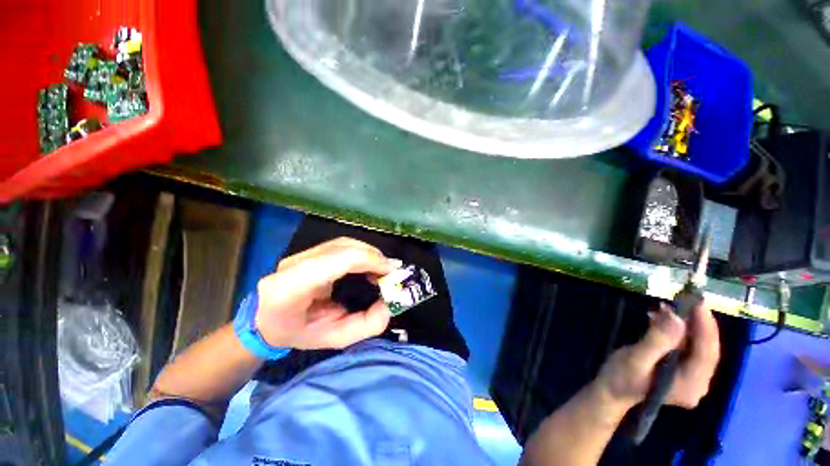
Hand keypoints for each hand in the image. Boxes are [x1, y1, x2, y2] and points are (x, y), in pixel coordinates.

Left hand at [253, 237, 399, 350]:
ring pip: (343, 243)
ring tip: (382, 269)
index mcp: (291, 288)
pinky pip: (341, 245)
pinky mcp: (307, 251)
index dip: (368, 260)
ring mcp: (299, 254)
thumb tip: (389, 302)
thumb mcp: (336, 338)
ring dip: (369, 253)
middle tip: (391, 272)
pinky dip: (361, 252)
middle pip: (342, 248)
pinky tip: (369, 264)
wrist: (268, 322)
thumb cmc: (299, 334)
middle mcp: (293, 264)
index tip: (391, 272)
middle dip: (373, 256)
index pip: (336, 260)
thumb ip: (367, 324)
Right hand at [594, 303, 720, 412]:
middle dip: (696, 323)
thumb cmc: (620, 377)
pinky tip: (661, 318)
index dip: (705, 327)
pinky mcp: (683, 371)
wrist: (612, 391)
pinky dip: (676, 330)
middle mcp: (698, 383)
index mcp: (690, 385)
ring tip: (667, 306)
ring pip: (697, 346)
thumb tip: (677, 318)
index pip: (707, 353)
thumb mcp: (635, 359)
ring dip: (684, 325)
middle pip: (706, 349)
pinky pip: (686, 347)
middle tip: (683, 299)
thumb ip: (657, 341)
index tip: (698, 302)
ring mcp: (692, 378)